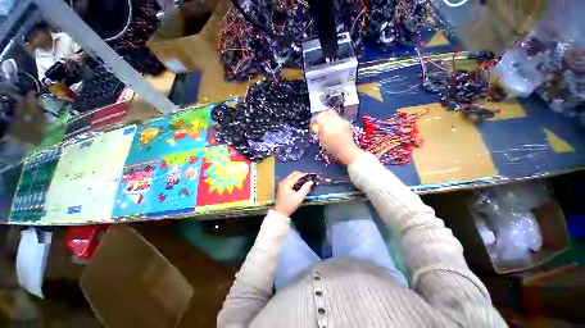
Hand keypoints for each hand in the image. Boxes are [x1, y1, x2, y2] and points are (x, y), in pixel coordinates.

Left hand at [273, 171, 312, 216]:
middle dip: (303, 176)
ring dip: (300, 178)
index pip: (298, 175)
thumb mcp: (299, 198)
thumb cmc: (289, 205)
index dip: (306, 175)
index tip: (313, 176)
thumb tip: (311, 182)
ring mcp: (283, 183)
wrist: (280, 213)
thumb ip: (305, 189)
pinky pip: (291, 180)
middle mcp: (284, 181)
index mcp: (287, 183)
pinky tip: (301, 186)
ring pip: (293, 177)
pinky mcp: (283, 186)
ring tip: (307, 183)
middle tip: (310, 180)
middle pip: (295, 174)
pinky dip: (297, 181)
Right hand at [313, 110, 360, 164]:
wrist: (347, 151)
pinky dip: (334, 122)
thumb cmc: (334, 149)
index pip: (318, 117)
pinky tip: (333, 129)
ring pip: (333, 114)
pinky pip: (338, 119)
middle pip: (326, 113)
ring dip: (328, 119)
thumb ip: (319, 131)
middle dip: (321, 116)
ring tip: (326, 126)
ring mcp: (342, 121)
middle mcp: (335, 121)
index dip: (314, 120)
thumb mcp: (322, 141)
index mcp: (327, 126)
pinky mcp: (346, 124)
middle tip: (319, 122)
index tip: (313, 124)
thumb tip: (317, 127)